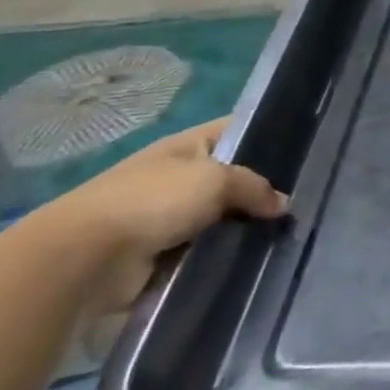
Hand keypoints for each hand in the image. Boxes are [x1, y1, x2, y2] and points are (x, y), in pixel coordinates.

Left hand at [34, 119, 286, 311]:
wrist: (84, 259)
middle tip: (304, 201)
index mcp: (186, 146)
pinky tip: (256, 257)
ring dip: (245, 227)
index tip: (305, 150)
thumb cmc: (151, 201)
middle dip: (263, 191)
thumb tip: (282, 205)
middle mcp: (178, 176)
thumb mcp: (217, 179)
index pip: (237, 130)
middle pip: (233, 178)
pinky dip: (225, 254)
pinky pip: (207, 249)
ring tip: (286, 234)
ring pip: (224, 217)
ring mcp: (169, 216)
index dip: (269, 135)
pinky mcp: (164, 254)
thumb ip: (256, 187)